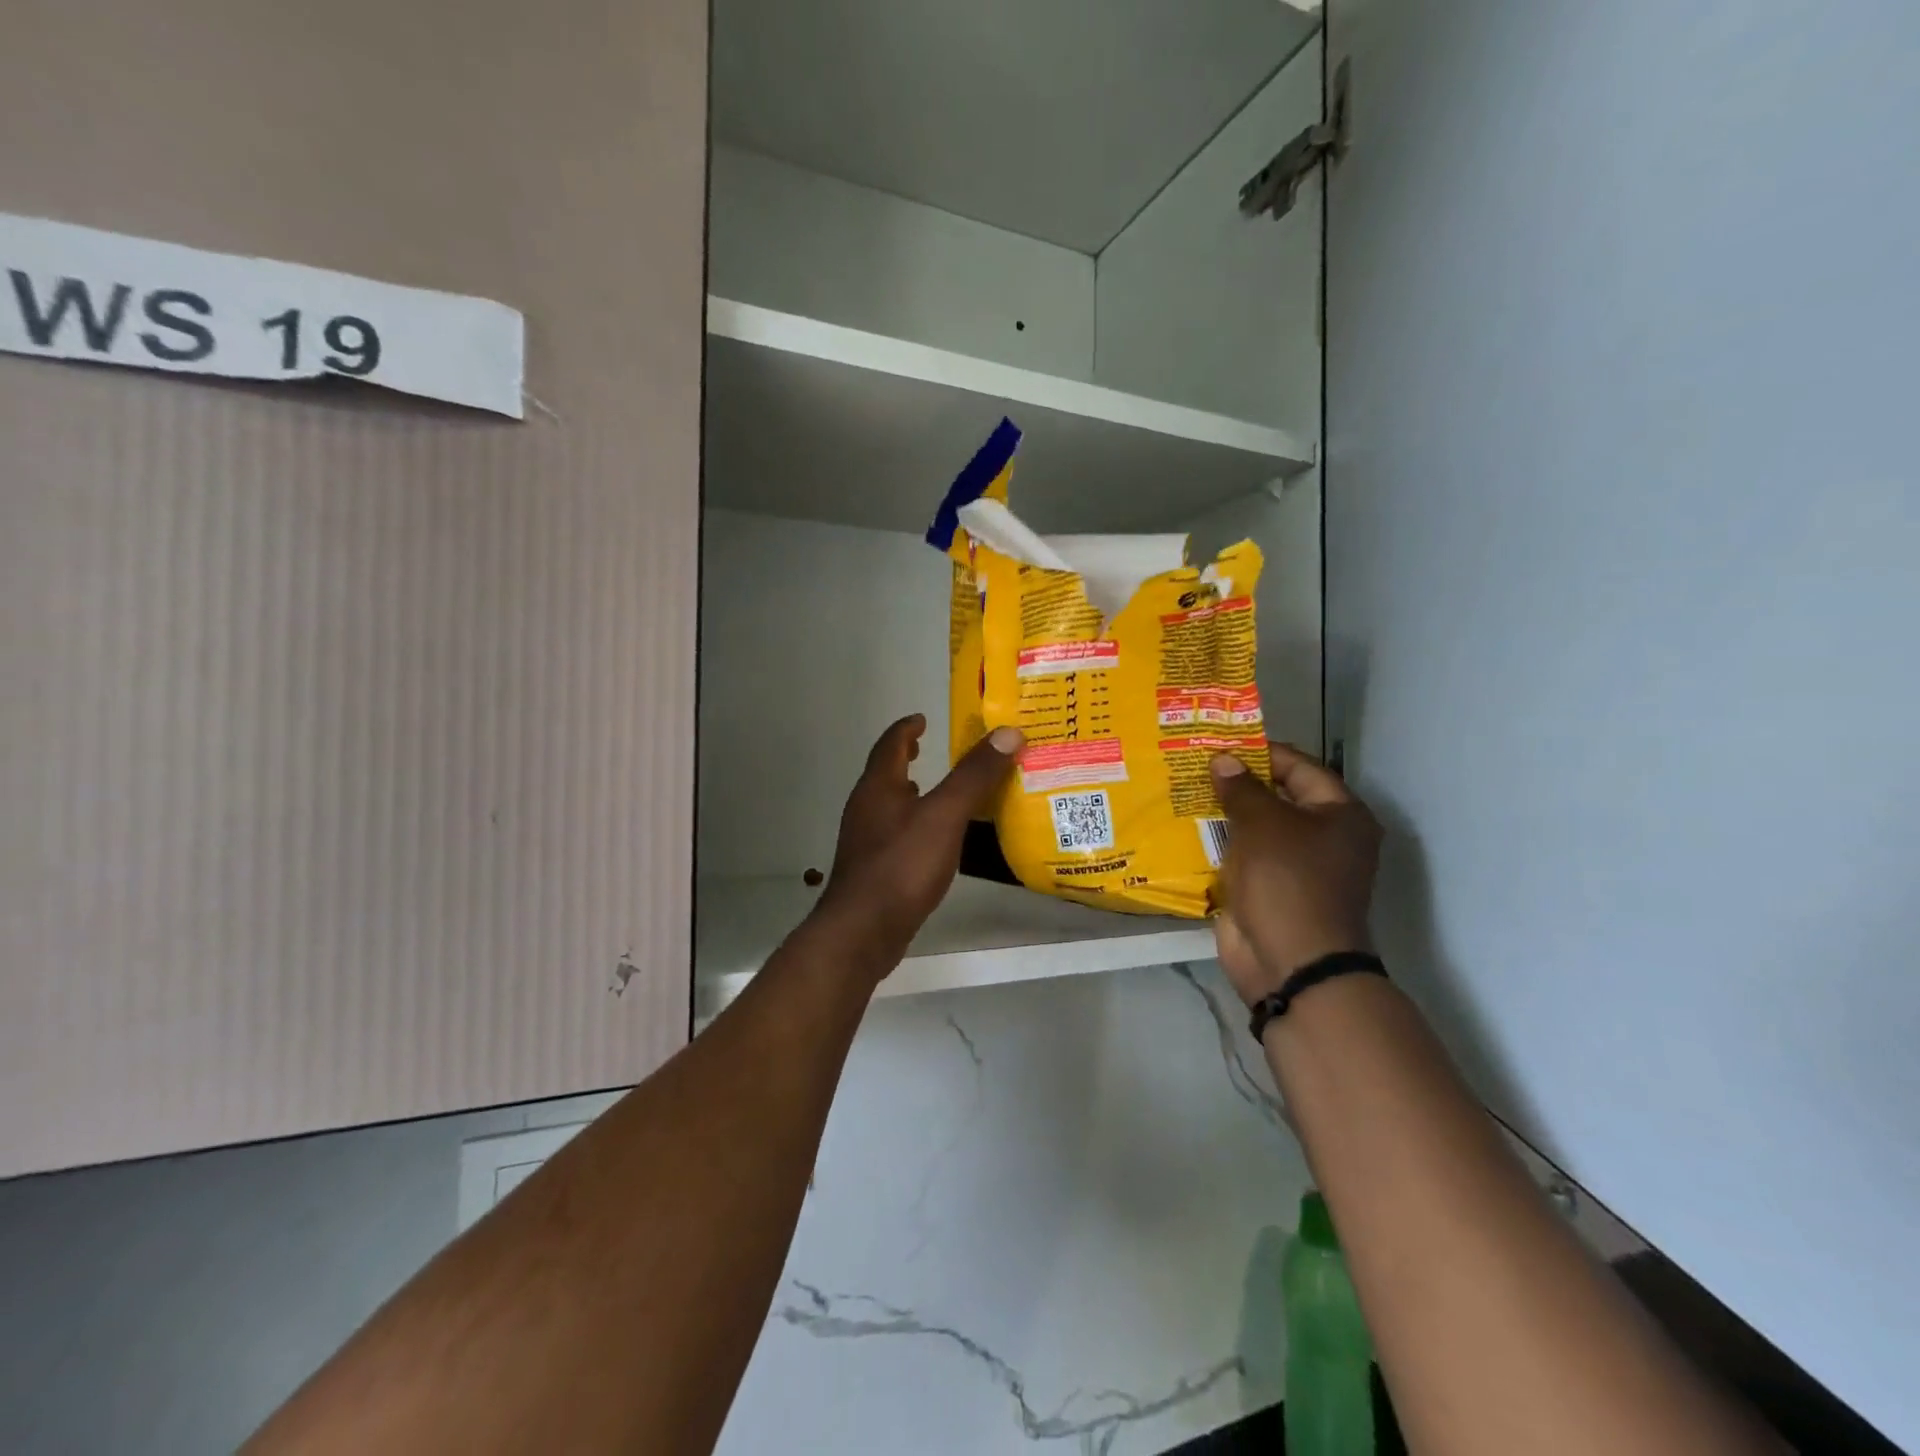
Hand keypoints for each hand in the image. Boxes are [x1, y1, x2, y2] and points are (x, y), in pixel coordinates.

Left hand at [811, 715, 1023, 974]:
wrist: (863, 930)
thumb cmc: (902, 865)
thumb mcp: (945, 815)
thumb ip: (974, 775)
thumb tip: (1007, 732)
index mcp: (878, 787)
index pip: (890, 745)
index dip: (907, 729)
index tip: (921, 718)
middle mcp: (866, 808)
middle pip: (885, 773)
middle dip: (906, 759)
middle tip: (928, 749)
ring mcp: (865, 841)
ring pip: (888, 805)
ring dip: (909, 792)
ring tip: (935, 791)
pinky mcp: (872, 870)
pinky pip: (895, 833)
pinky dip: (913, 823)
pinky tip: (932, 840)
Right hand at [1209, 742, 1382, 1005]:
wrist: (1290, 962)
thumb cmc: (1288, 881)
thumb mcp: (1264, 824)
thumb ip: (1242, 788)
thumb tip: (1223, 761)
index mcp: (1339, 815)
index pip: (1299, 767)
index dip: (1261, 752)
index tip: (1220, 741)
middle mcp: (1323, 837)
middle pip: (1276, 797)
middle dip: (1237, 783)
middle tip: (1195, 762)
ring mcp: (1294, 866)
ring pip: (1255, 828)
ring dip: (1223, 813)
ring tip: (1182, 788)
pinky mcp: (1267, 890)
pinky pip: (1241, 857)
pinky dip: (1218, 844)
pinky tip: (1184, 828)